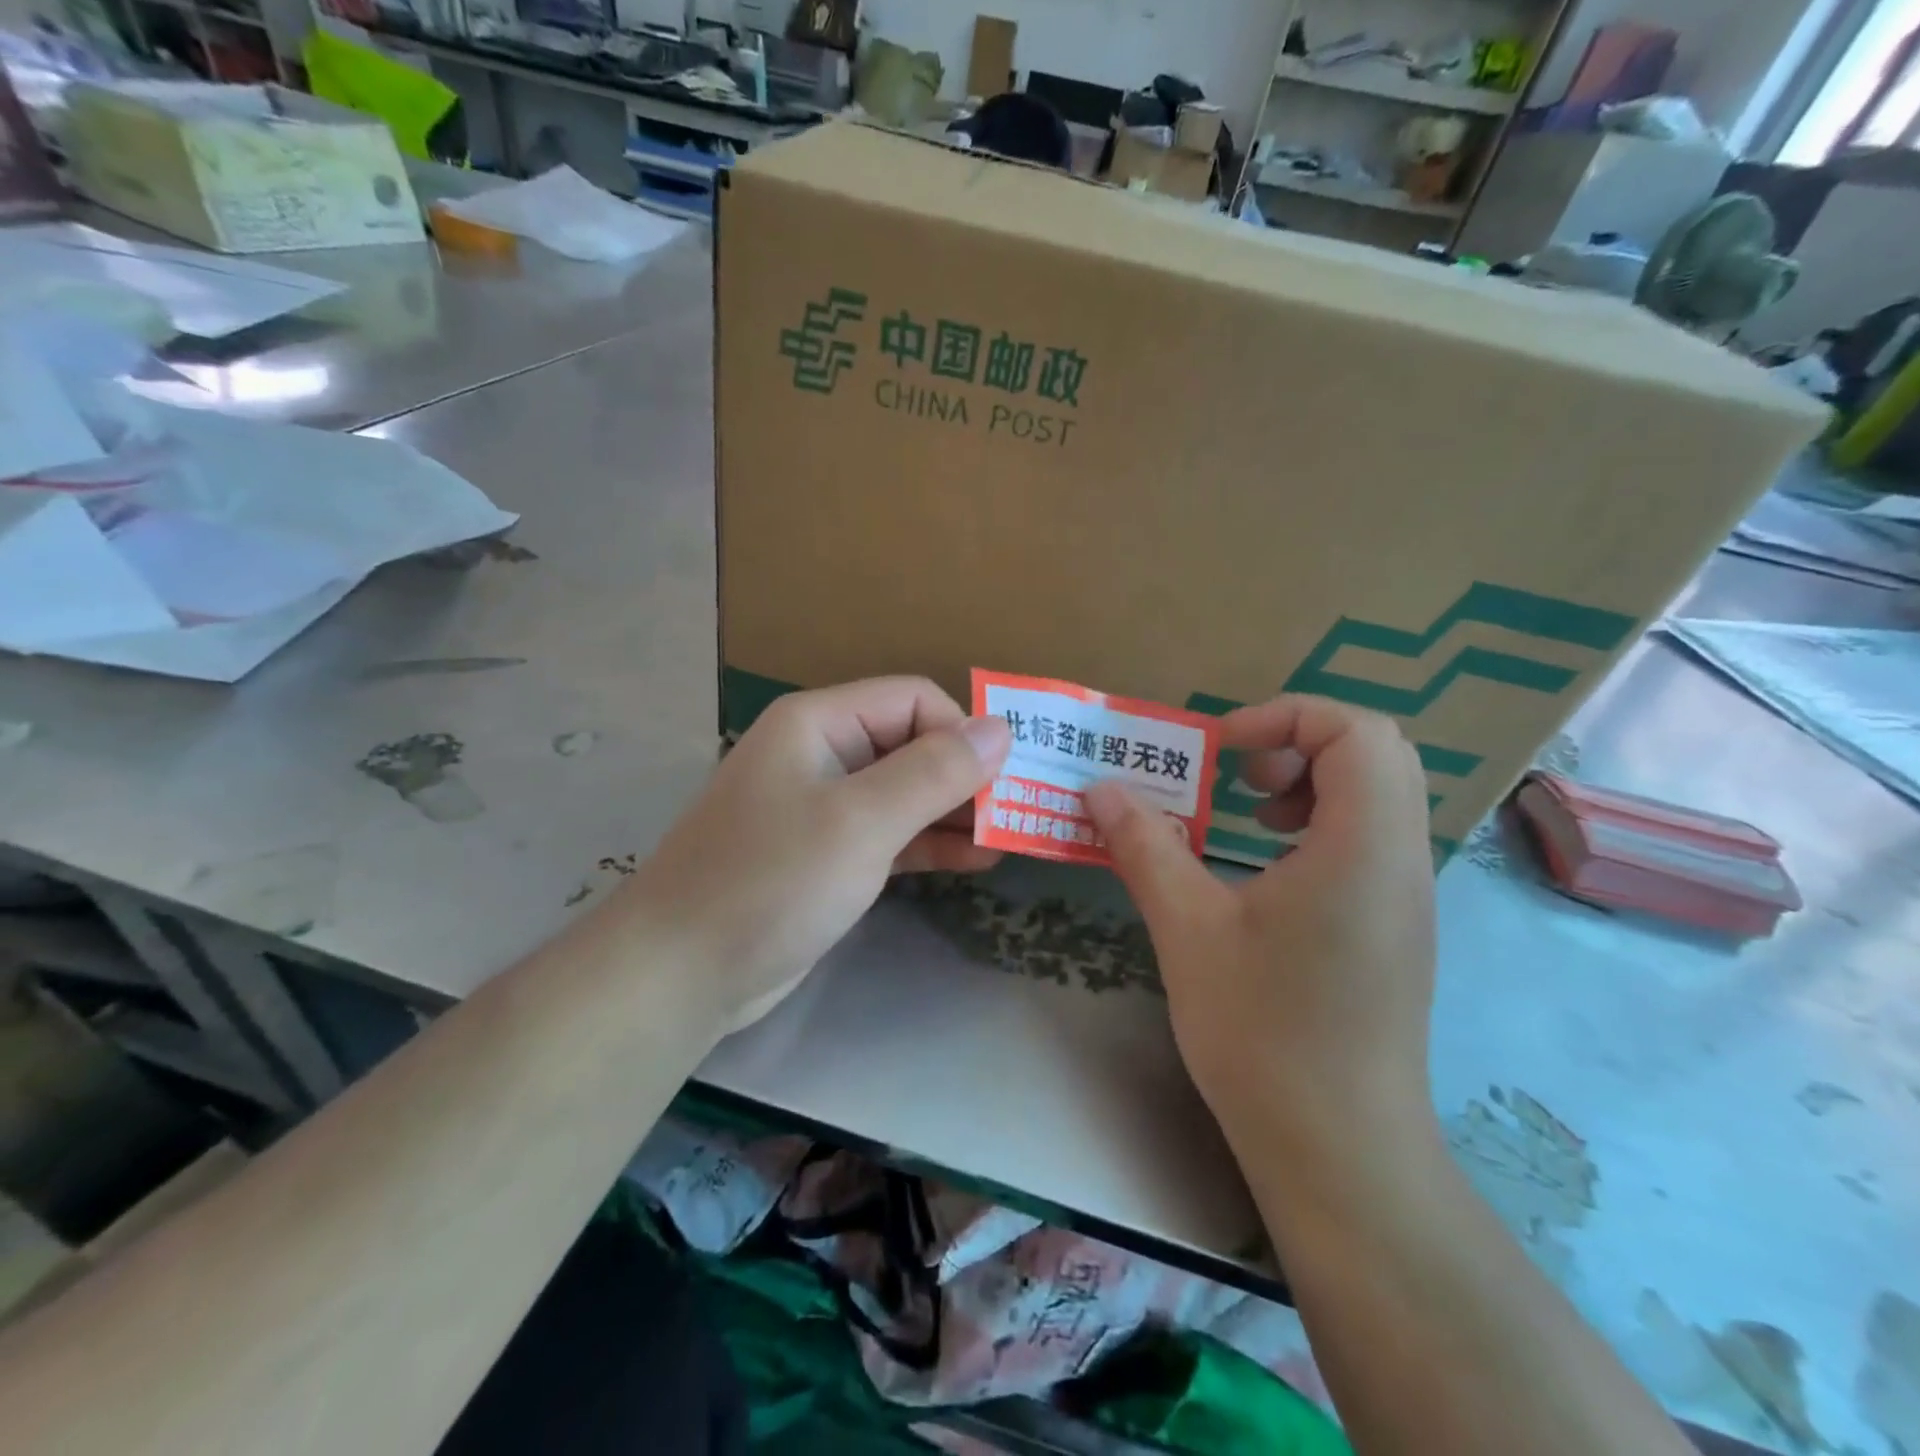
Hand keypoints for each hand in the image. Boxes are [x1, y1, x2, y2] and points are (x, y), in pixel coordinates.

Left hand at [628, 678, 1011, 1032]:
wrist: (682, 973)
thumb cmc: (772, 881)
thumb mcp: (861, 822)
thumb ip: (934, 772)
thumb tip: (1001, 728)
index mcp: (820, 723)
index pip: (912, 699)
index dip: (960, 732)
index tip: (1000, 782)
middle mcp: (822, 754)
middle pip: (912, 744)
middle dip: (966, 775)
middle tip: (1019, 812)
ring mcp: (824, 807)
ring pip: (906, 793)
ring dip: (956, 812)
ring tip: (1010, 837)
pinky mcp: (828, 856)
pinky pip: (892, 834)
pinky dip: (932, 843)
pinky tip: (977, 859)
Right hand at [1083, 696, 1436, 1160]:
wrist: (1339, 1149)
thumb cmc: (1262, 1032)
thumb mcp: (1187, 928)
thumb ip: (1144, 845)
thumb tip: (1100, 790)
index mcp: (1362, 846)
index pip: (1357, 730)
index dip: (1286, 716)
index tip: (1222, 749)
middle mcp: (1402, 859)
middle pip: (1378, 753)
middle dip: (1300, 743)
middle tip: (1239, 778)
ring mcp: (1408, 896)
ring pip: (1380, 795)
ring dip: (1313, 781)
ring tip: (1252, 818)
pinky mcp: (1397, 927)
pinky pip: (1375, 839)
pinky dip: (1324, 822)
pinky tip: (1270, 871)